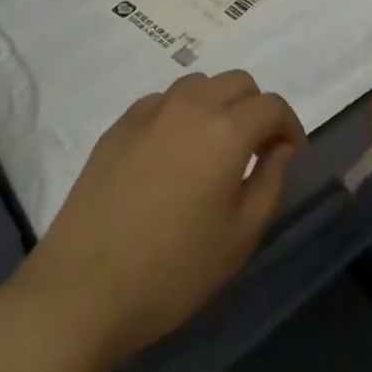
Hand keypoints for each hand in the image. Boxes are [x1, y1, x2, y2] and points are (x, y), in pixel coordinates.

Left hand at [17, 70, 304, 371]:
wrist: (82, 289)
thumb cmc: (173, 271)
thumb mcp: (240, 237)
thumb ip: (270, 182)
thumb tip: (279, 149)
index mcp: (226, 129)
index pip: (271, 105)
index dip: (289, 125)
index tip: (290, 153)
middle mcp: (190, 105)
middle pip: (237, 82)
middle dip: (255, 109)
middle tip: (255, 150)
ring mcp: (149, 111)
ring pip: (198, 85)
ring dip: (218, 104)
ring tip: (213, 147)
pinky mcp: (118, 125)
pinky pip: (162, 101)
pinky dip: (181, 114)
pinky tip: (172, 153)